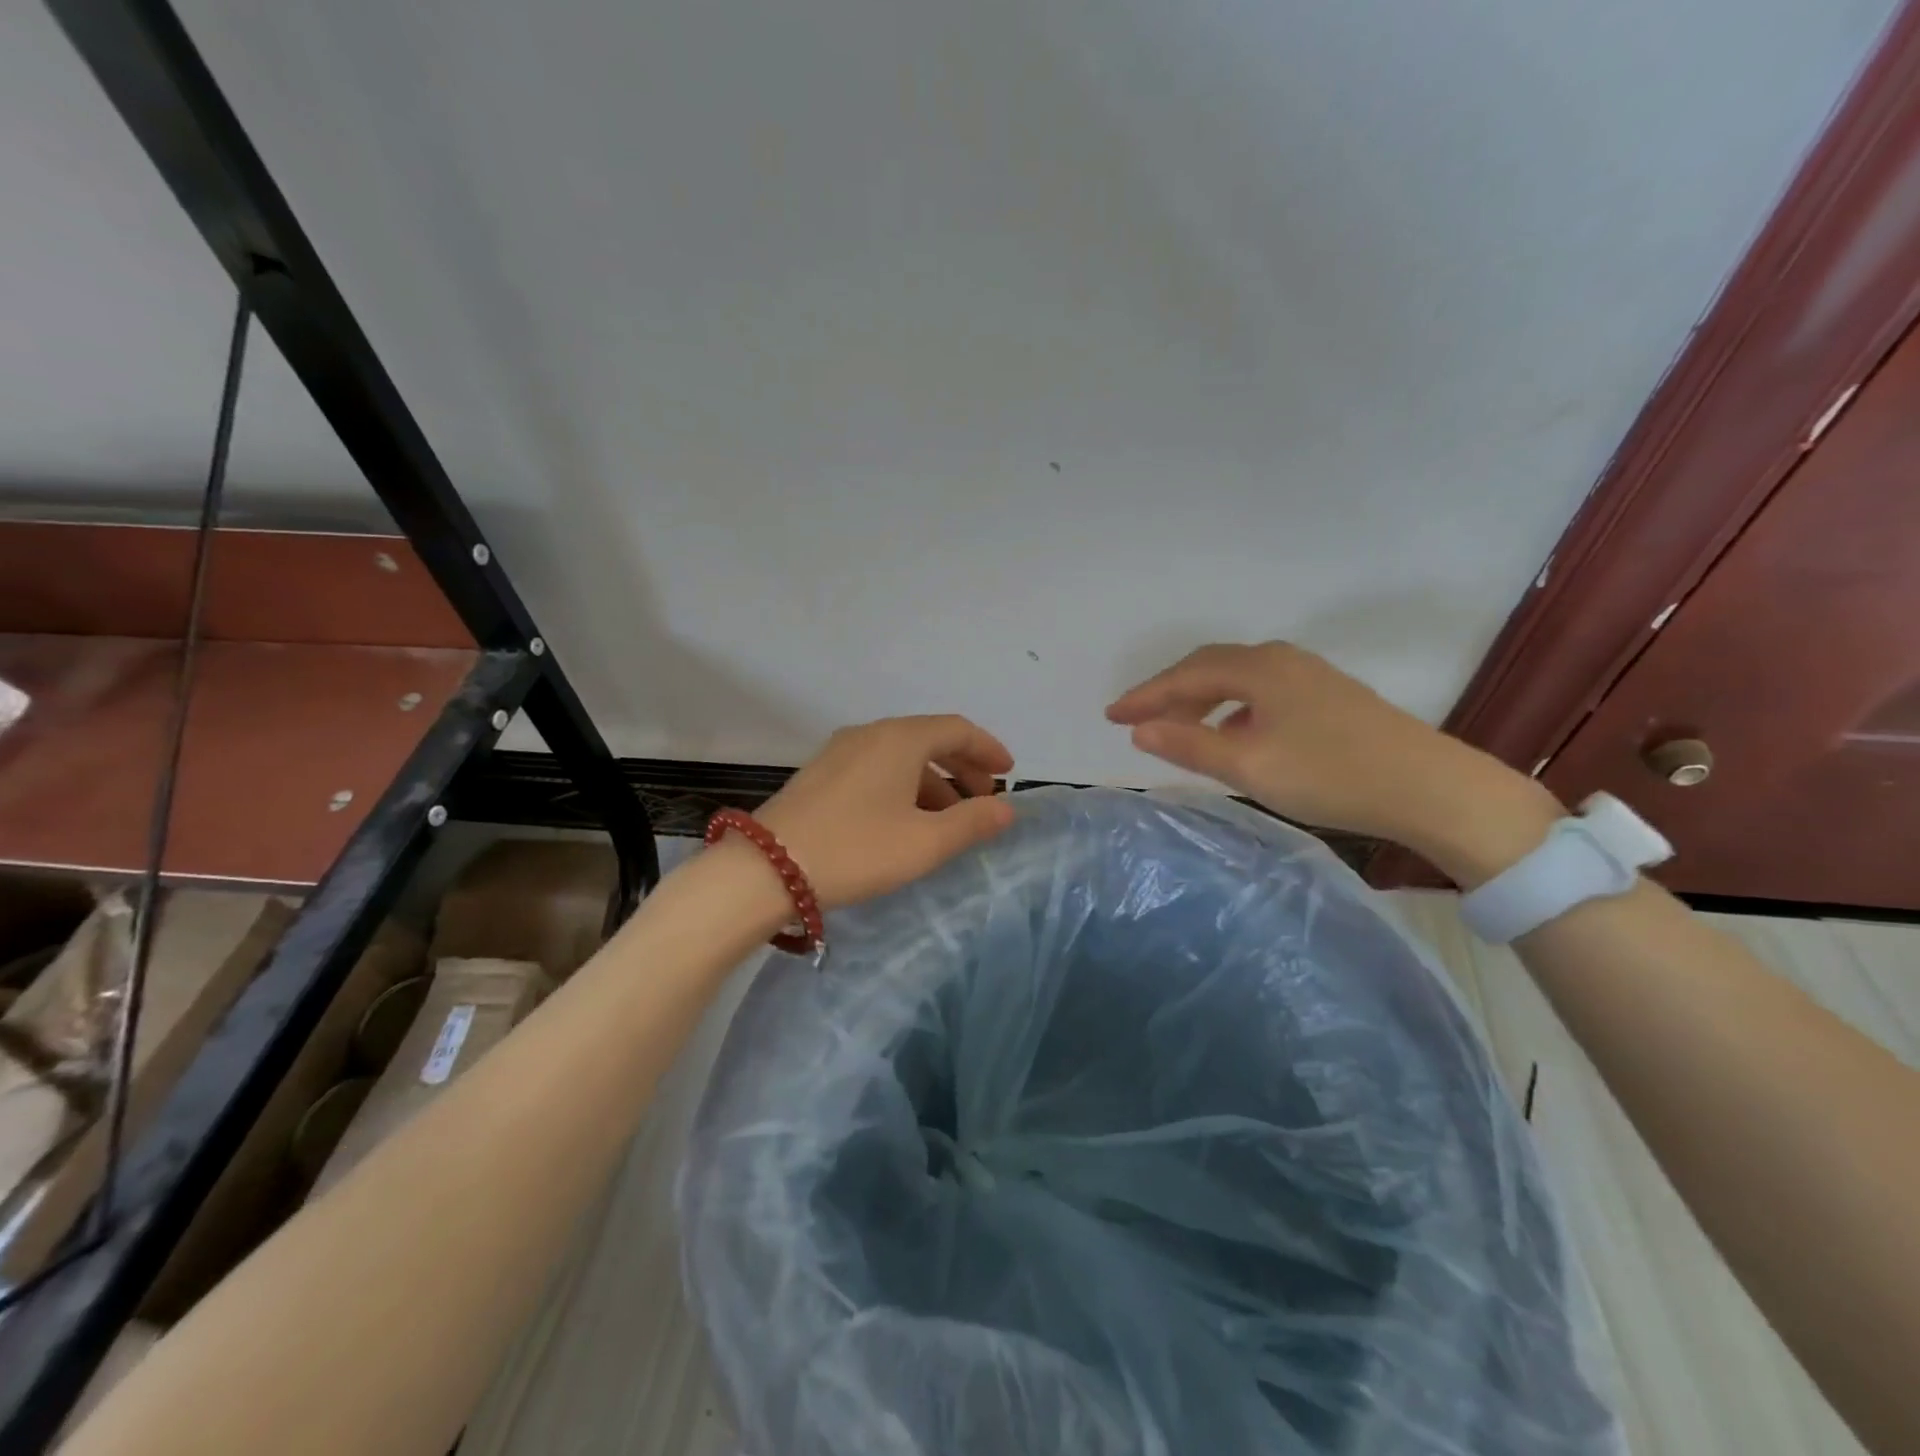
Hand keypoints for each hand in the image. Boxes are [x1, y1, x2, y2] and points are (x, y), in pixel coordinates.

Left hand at [753, 715, 1015, 909]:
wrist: (765, 869)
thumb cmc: (856, 849)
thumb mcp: (925, 842)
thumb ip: (972, 822)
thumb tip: (1007, 808)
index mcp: (899, 739)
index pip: (957, 729)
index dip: (987, 749)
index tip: (1009, 772)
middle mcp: (870, 734)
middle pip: (929, 740)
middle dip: (963, 767)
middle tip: (985, 799)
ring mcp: (840, 752)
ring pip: (901, 757)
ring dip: (933, 782)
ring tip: (949, 819)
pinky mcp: (820, 775)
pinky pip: (877, 769)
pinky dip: (904, 787)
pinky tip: (905, 821)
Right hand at [1107, 642, 1557, 872]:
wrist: (1429, 788)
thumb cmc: (1330, 774)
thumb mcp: (1248, 764)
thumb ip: (1189, 745)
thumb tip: (1140, 729)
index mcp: (1259, 668)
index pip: (1185, 675)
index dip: (1144, 695)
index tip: (1109, 716)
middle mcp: (1281, 660)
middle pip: (1209, 668)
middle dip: (1168, 693)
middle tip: (1136, 720)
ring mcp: (1308, 675)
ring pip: (1236, 681)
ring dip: (1199, 701)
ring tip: (1176, 730)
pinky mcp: (1327, 696)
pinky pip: (1259, 692)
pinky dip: (1230, 709)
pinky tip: (1231, 734)